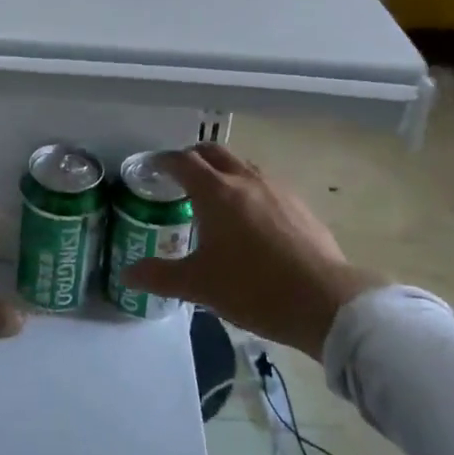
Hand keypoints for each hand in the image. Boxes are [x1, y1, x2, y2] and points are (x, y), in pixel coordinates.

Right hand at [120, 144, 384, 358]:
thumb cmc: (253, 288)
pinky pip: (265, 185)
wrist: (325, 301)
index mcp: (216, 192)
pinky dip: (248, 189)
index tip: (152, 168)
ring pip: (242, 166)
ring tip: (214, 196)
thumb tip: (128, 274)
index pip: (183, 161)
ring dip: (223, 171)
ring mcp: (277, 190)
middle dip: (193, 158)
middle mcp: (245, 180)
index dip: (164, 161)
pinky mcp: (299, 206)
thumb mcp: (199, 286)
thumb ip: (160, 276)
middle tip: (179, 176)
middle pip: (214, 153)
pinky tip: (251, 219)